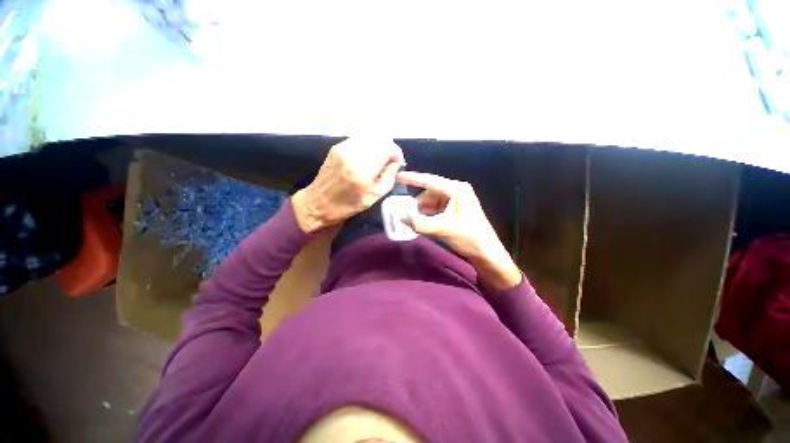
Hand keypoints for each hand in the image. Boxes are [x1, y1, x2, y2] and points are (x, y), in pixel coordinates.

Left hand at [292, 137, 403, 232]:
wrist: (318, 203)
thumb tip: (395, 162)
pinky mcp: (337, 147)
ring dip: (378, 146)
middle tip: (389, 161)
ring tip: (378, 159)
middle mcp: (352, 154)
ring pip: (369, 136)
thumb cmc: (348, 205)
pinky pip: (359, 139)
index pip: (387, 147)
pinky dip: (367, 146)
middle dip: (388, 148)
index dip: (396, 153)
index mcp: (363, 170)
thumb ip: (389, 177)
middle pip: (379, 138)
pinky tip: (366, 158)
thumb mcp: (374, 197)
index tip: (397, 163)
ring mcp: (343, 148)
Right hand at [396, 171, 521, 291]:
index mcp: (457, 190)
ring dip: (421, 211)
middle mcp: (455, 191)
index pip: (430, 180)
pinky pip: (435, 209)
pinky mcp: (453, 210)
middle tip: (403, 212)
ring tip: (411, 221)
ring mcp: (454, 201)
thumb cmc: (469, 237)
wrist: (486, 252)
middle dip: (416, 203)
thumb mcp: (443, 229)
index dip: (412, 178)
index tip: (397, 176)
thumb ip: (420, 223)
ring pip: (430, 202)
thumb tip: (401, 218)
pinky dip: (426, 215)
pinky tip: (420, 223)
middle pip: (429, 193)